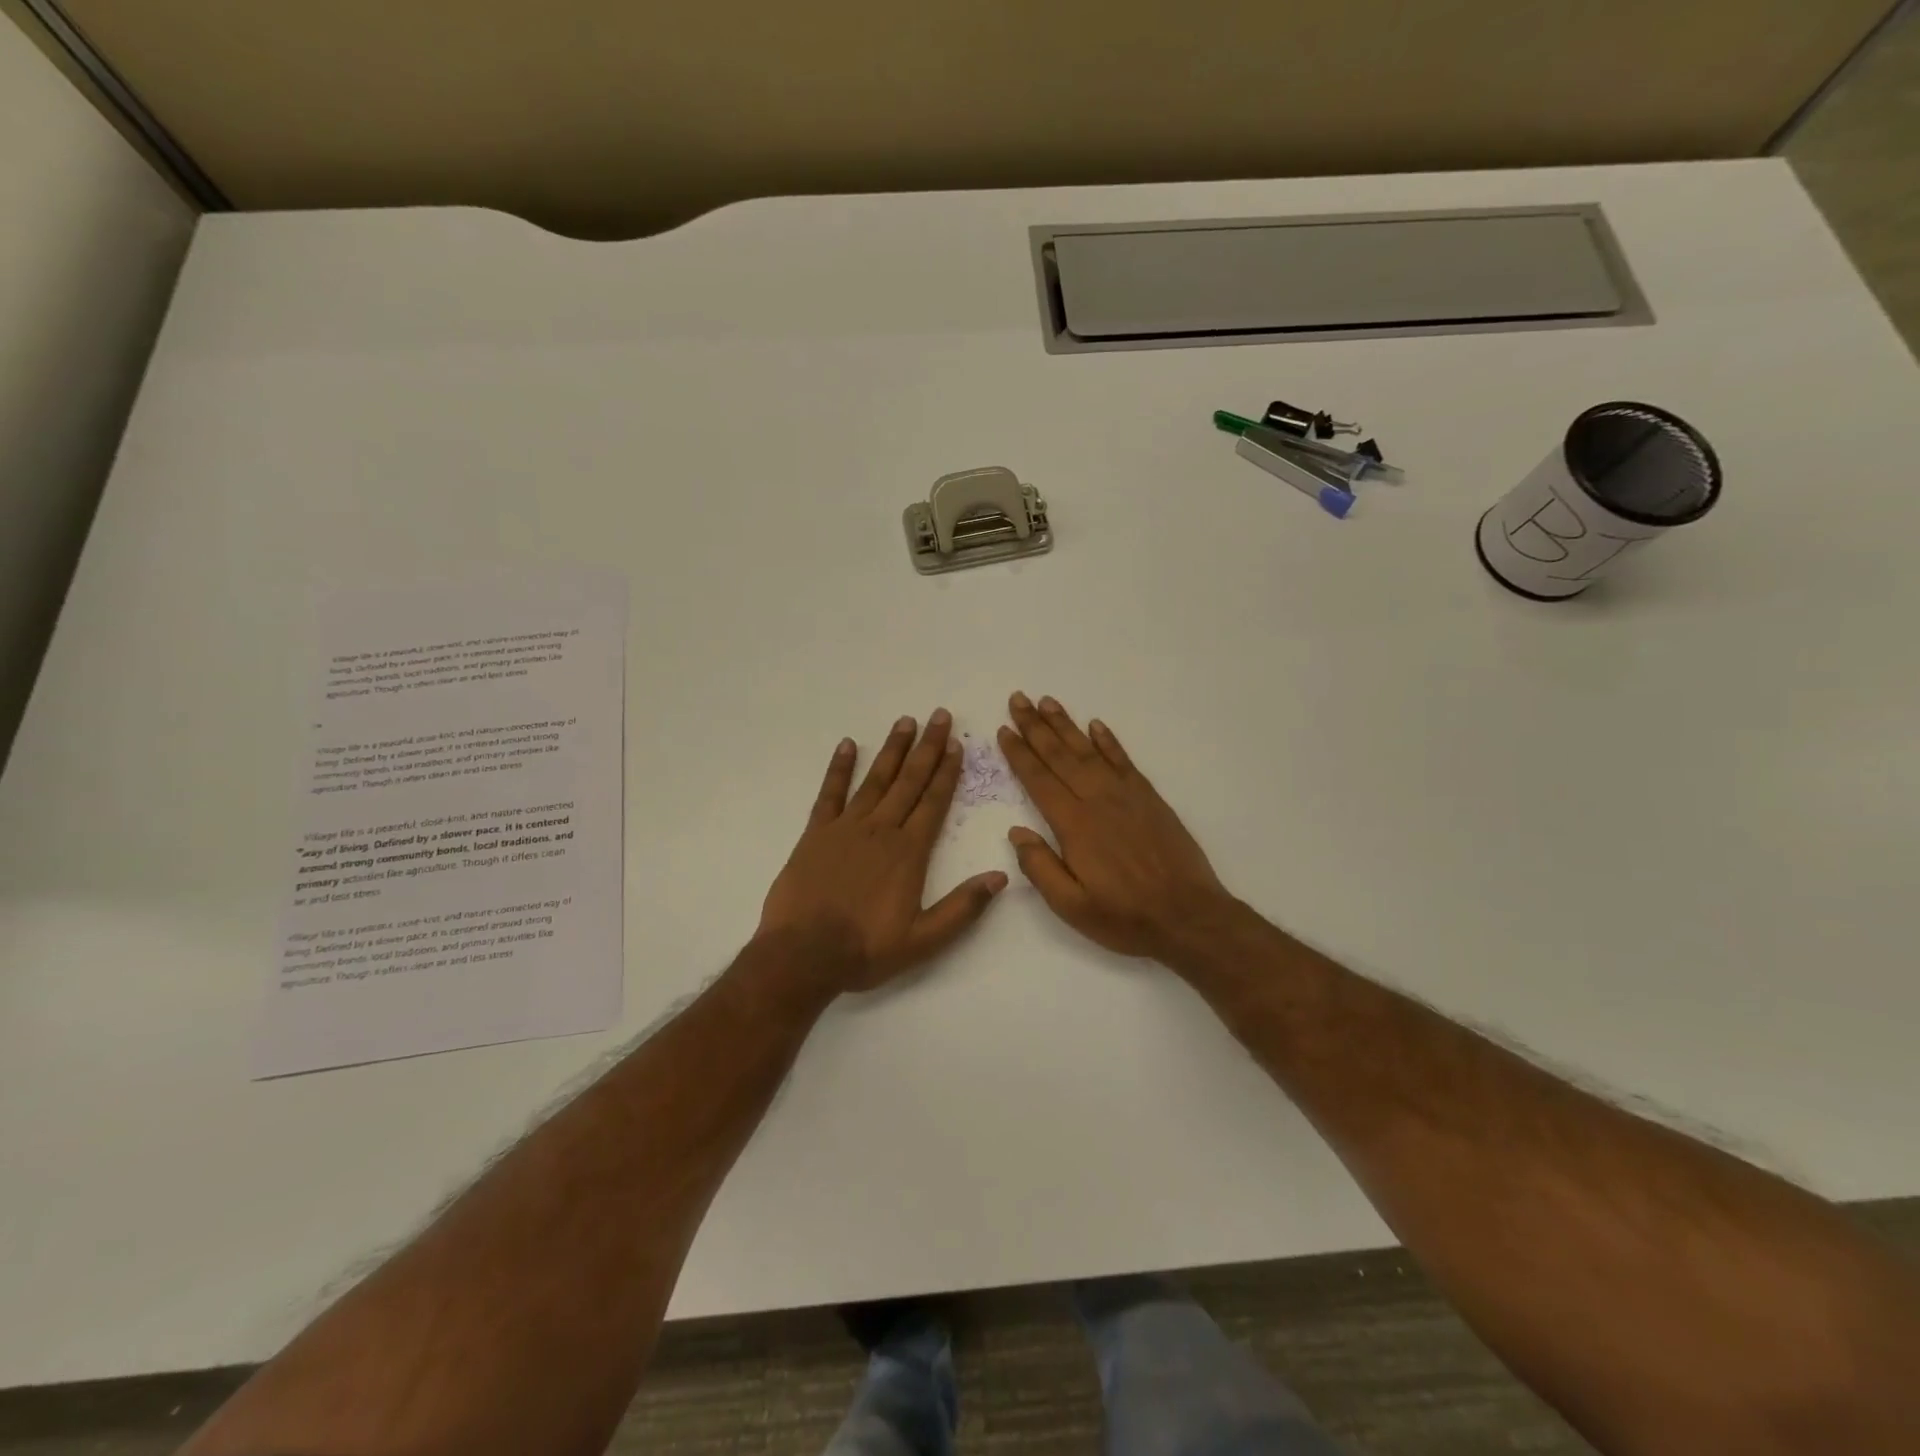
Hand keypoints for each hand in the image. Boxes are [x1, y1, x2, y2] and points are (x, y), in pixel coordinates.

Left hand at [758, 710, 1007, 993]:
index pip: (934, 802)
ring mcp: (846, 828)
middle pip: (909, 781)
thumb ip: (963, 907)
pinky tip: (847, 745)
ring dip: (892, 750)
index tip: (957, 744)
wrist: (803, 954)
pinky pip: (830, 793)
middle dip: (927, 747)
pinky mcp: (815, 834)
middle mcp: (881, 830)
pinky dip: (839, 768)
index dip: (947, 772)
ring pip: (875, 780)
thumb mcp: (924, 940)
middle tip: (939, 716)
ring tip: (905, 722)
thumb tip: (1001, 877)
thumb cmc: (866, 949)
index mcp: (908, 852)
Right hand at [998, 693, 1235, 962]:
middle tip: (1018, 699)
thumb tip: (1015, 832)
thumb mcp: (1071, 906)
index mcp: (1074, 825)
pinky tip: (1095, 725)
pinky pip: (1123, 760)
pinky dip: (1108, 740)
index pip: (1039, 780)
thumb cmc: (1124, 917)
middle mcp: (1097, 800)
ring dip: (1066, 725)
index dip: (1019, 754)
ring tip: (1047, 702)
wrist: (1188, 916)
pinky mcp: (1149, 798)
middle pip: (1060, 755)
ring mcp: (1126, 795)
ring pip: (1089, 750)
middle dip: (1036, 726)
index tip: (1004, 730)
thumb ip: (1040, 867)